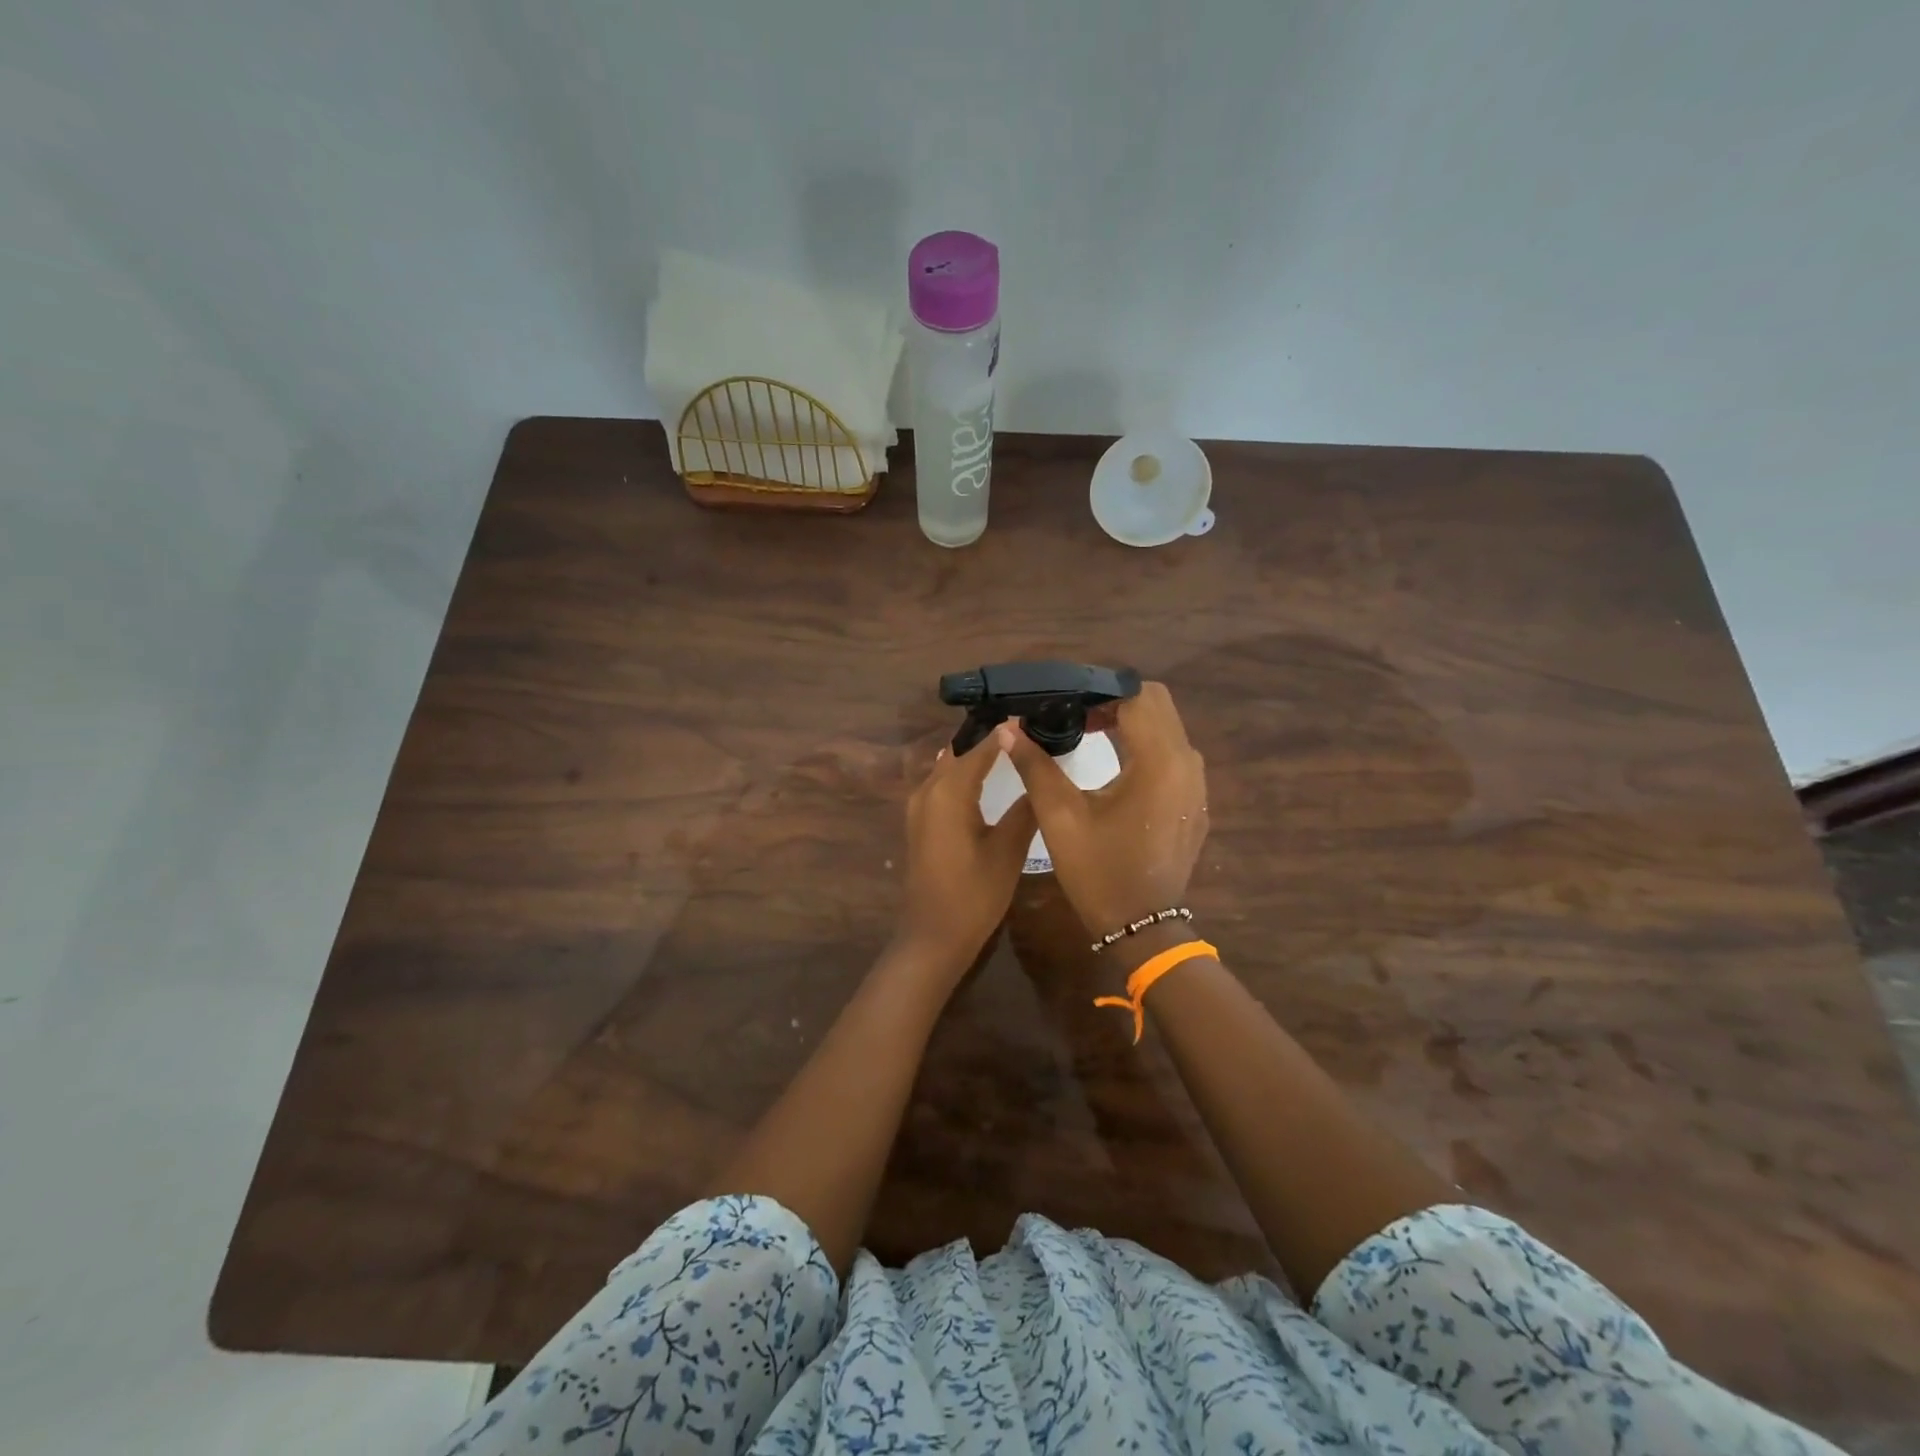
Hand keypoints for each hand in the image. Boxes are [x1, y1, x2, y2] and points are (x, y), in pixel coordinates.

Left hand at [893, 724, 1037, 976]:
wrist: (933, 937)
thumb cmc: (974, 894)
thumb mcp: (1007, 851)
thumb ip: (1024, 808)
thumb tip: (1040, 773)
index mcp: (948, 792)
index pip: (980, 747)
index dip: (1004, 731)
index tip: (1030, 712)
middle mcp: (928, 790)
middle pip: (959, 751)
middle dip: (988, 737)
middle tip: (1024, 727)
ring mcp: (919, 806)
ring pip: (948, 766)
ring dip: (974, 754)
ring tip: (1010, 745)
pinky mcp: (920, 822)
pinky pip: (942, 783)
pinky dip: (963, 773)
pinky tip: (986, 777)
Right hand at [1000, 681, 1207, 938]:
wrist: (1142, 926)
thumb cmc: (1099, 871)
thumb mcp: (1060, 817)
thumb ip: (1035, 765)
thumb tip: (1009, 728)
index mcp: (1158, 761)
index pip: (1137, 695)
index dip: (1100, 690)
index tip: (1066, 700)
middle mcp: (1186, 763)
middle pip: (1156, 703)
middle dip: (1116, 700)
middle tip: (1075, 713)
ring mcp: (1196, 782)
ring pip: (1167, 726)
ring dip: (1131, 720)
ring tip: (1089, 731)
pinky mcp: (1194, 799)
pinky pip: (1173, 752)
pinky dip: (1145, 743)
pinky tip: (1115, 763)